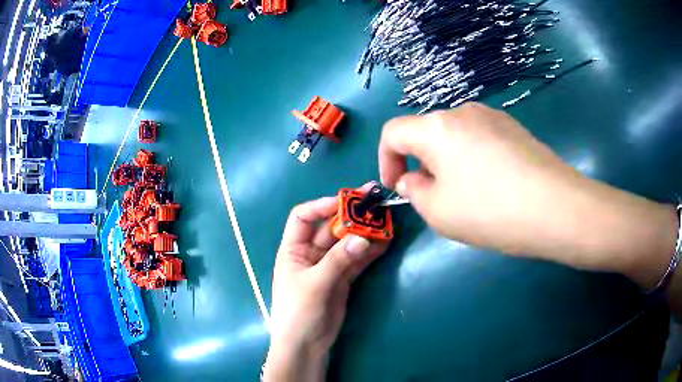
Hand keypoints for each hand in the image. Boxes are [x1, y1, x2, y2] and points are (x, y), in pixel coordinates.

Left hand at [264, 184, 389, 381]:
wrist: (306, 345)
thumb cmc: (299, 313)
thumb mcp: (315, 284)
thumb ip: (338, 260)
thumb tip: (363, 238)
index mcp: (293, 249)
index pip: (303, 217)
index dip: (322, 206)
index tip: (345, 202)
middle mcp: (310, 254)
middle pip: (330, 228)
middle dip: (351, 216)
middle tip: (374, 202)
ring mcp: (328, 266)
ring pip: (347, 243)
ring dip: (364, 232)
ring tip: (385, 221)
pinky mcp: (342, 279)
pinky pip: (357, 260)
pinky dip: (370, 252)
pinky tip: (385, 242)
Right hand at [379, 103, 677, 286]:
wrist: (556, 207)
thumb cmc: (491, 210)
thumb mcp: (438, 211)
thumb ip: (414, 191)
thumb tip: (413, 179)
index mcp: (436, 127)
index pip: (393, 132)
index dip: (386, 159)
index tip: (396, 187)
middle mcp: (462, 111)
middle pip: (427, 133)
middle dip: (421, 164)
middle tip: (434, 197)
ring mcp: (492, 116)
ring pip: (455, 136)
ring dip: (449, 162)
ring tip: (468, 194)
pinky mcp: (514, 127)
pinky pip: (481, 138)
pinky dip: (473, 159)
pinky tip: (494, 185)